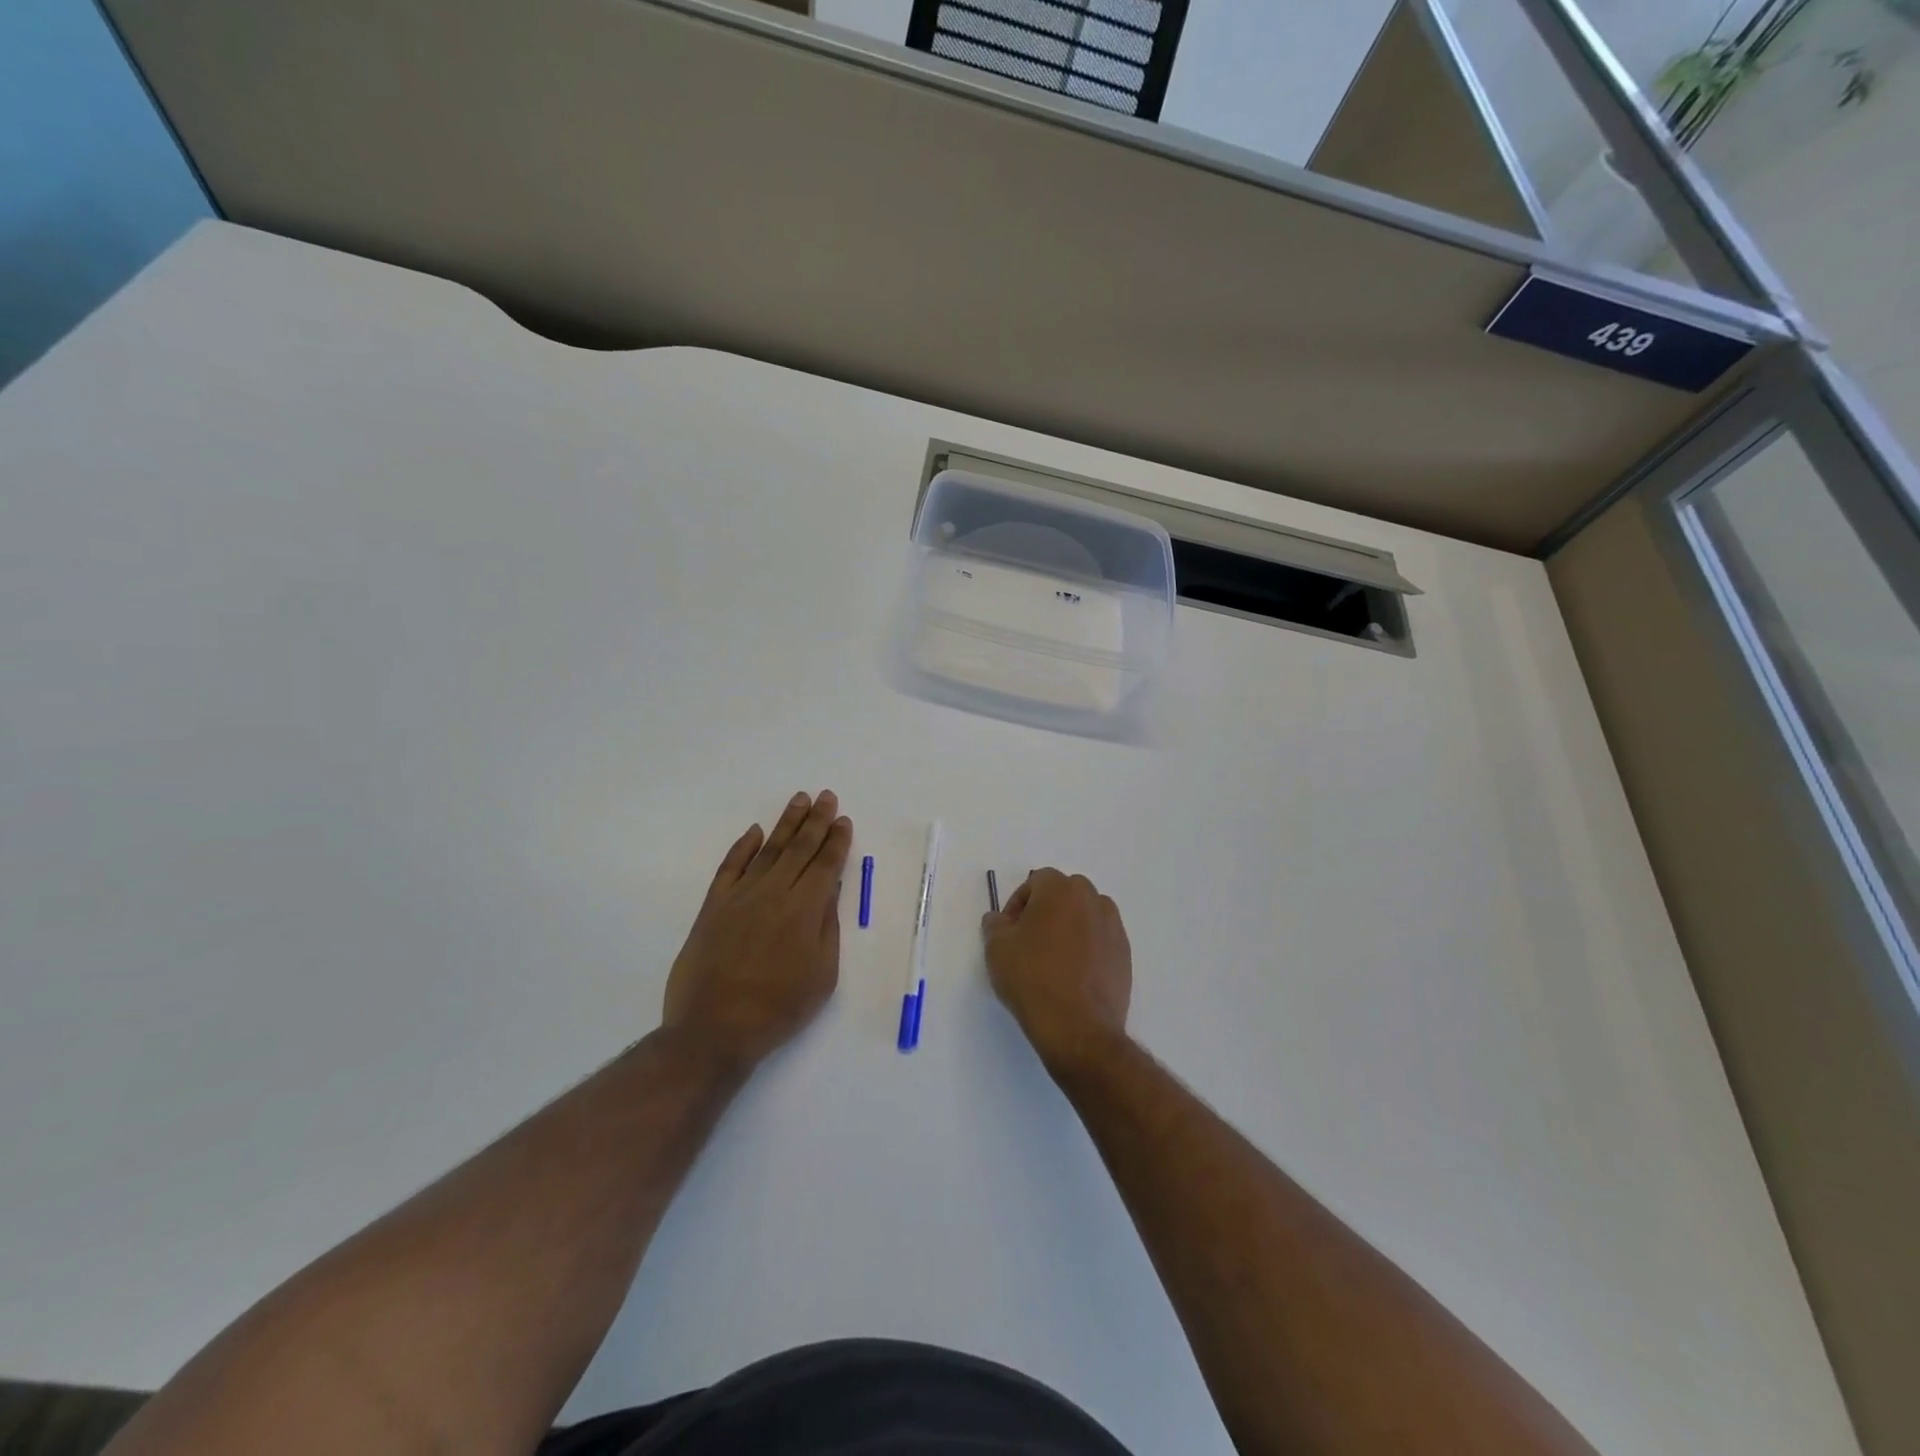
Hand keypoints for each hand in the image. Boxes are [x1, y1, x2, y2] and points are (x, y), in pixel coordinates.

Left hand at [663, 790, 852, 1071]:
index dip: (836, 840)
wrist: (714, 1029)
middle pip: (799, 848)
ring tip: (799, 800)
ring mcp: (740, 896)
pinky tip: (754, 832)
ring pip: (768, 850)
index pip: (826, 864)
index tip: (843, 819)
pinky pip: (730, 867)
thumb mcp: (822, 975)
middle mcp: (774, 893)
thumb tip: (828, 890)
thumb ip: (826, 927)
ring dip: (785, 823)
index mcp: (805, 909)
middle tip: (826, 796)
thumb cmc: (779, 1008)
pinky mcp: (713, 906)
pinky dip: (742, 847)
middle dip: (816, 821)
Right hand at [981, 868, 1131, 1072]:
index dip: (1018, 903)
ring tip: (1054, 956)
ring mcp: (1113, 927)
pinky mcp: (1124, 954)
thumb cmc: (1032, 979)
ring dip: (1070, 925)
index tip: (1009, 930)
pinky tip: (1074, 974)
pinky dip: (1088, 946)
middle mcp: (1091, 900)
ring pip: (1087, 913)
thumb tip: (999, 919)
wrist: (1077, 1027)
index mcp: (1060, 890)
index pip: (1036, 881)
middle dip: (1046, 909)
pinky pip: (1101, 939)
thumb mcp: (997, 949)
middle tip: (1030, 939)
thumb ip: (995, 924)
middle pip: (1065, 892)